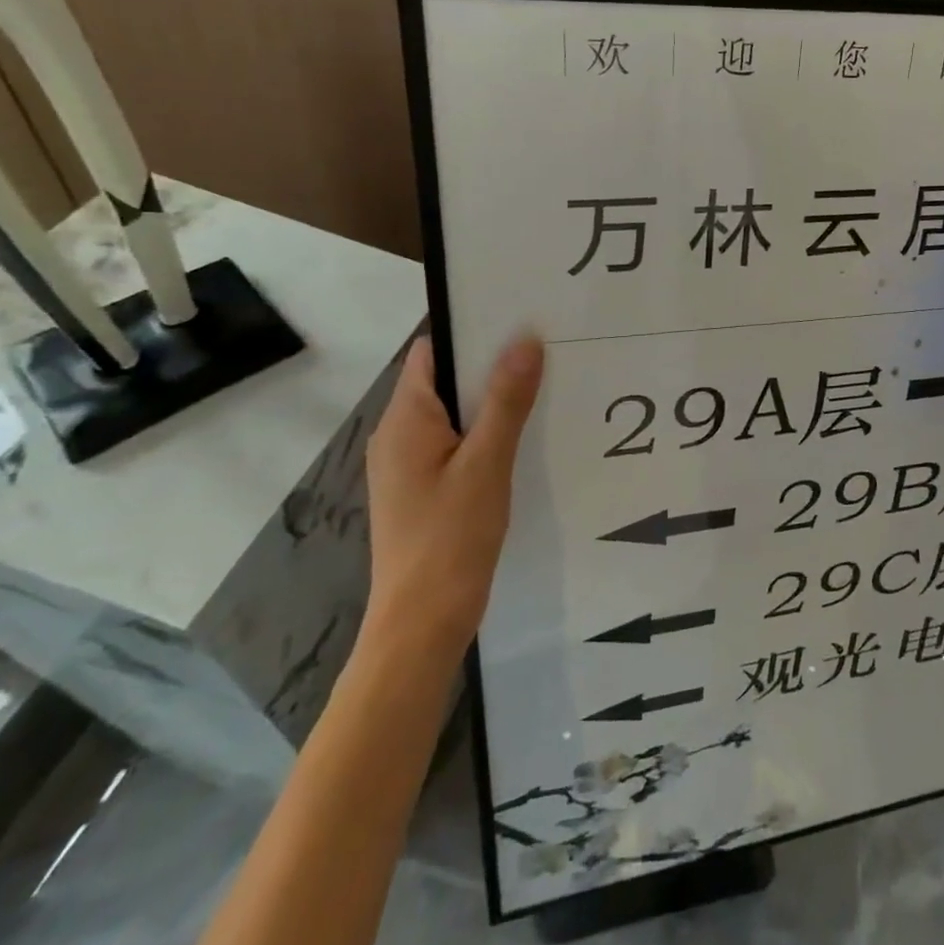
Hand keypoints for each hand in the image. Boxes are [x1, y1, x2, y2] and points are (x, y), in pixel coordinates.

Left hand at [361, 333, 543, 654]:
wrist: (422, 624)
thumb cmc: (451, 537)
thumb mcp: (486, 463)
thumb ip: (506, 401)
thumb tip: (525, 339)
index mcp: (405, 420)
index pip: (432, 353)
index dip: (472, 332)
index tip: (519, 320)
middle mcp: (399, 435)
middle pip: (445, 381)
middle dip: (491, 366)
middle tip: (544, 351)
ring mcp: (408, 465)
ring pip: (453, 414)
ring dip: (492, 401)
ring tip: (543, 388)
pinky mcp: (423, 489)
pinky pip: (455, 443)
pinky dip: (485, 433)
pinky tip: (523, 438)